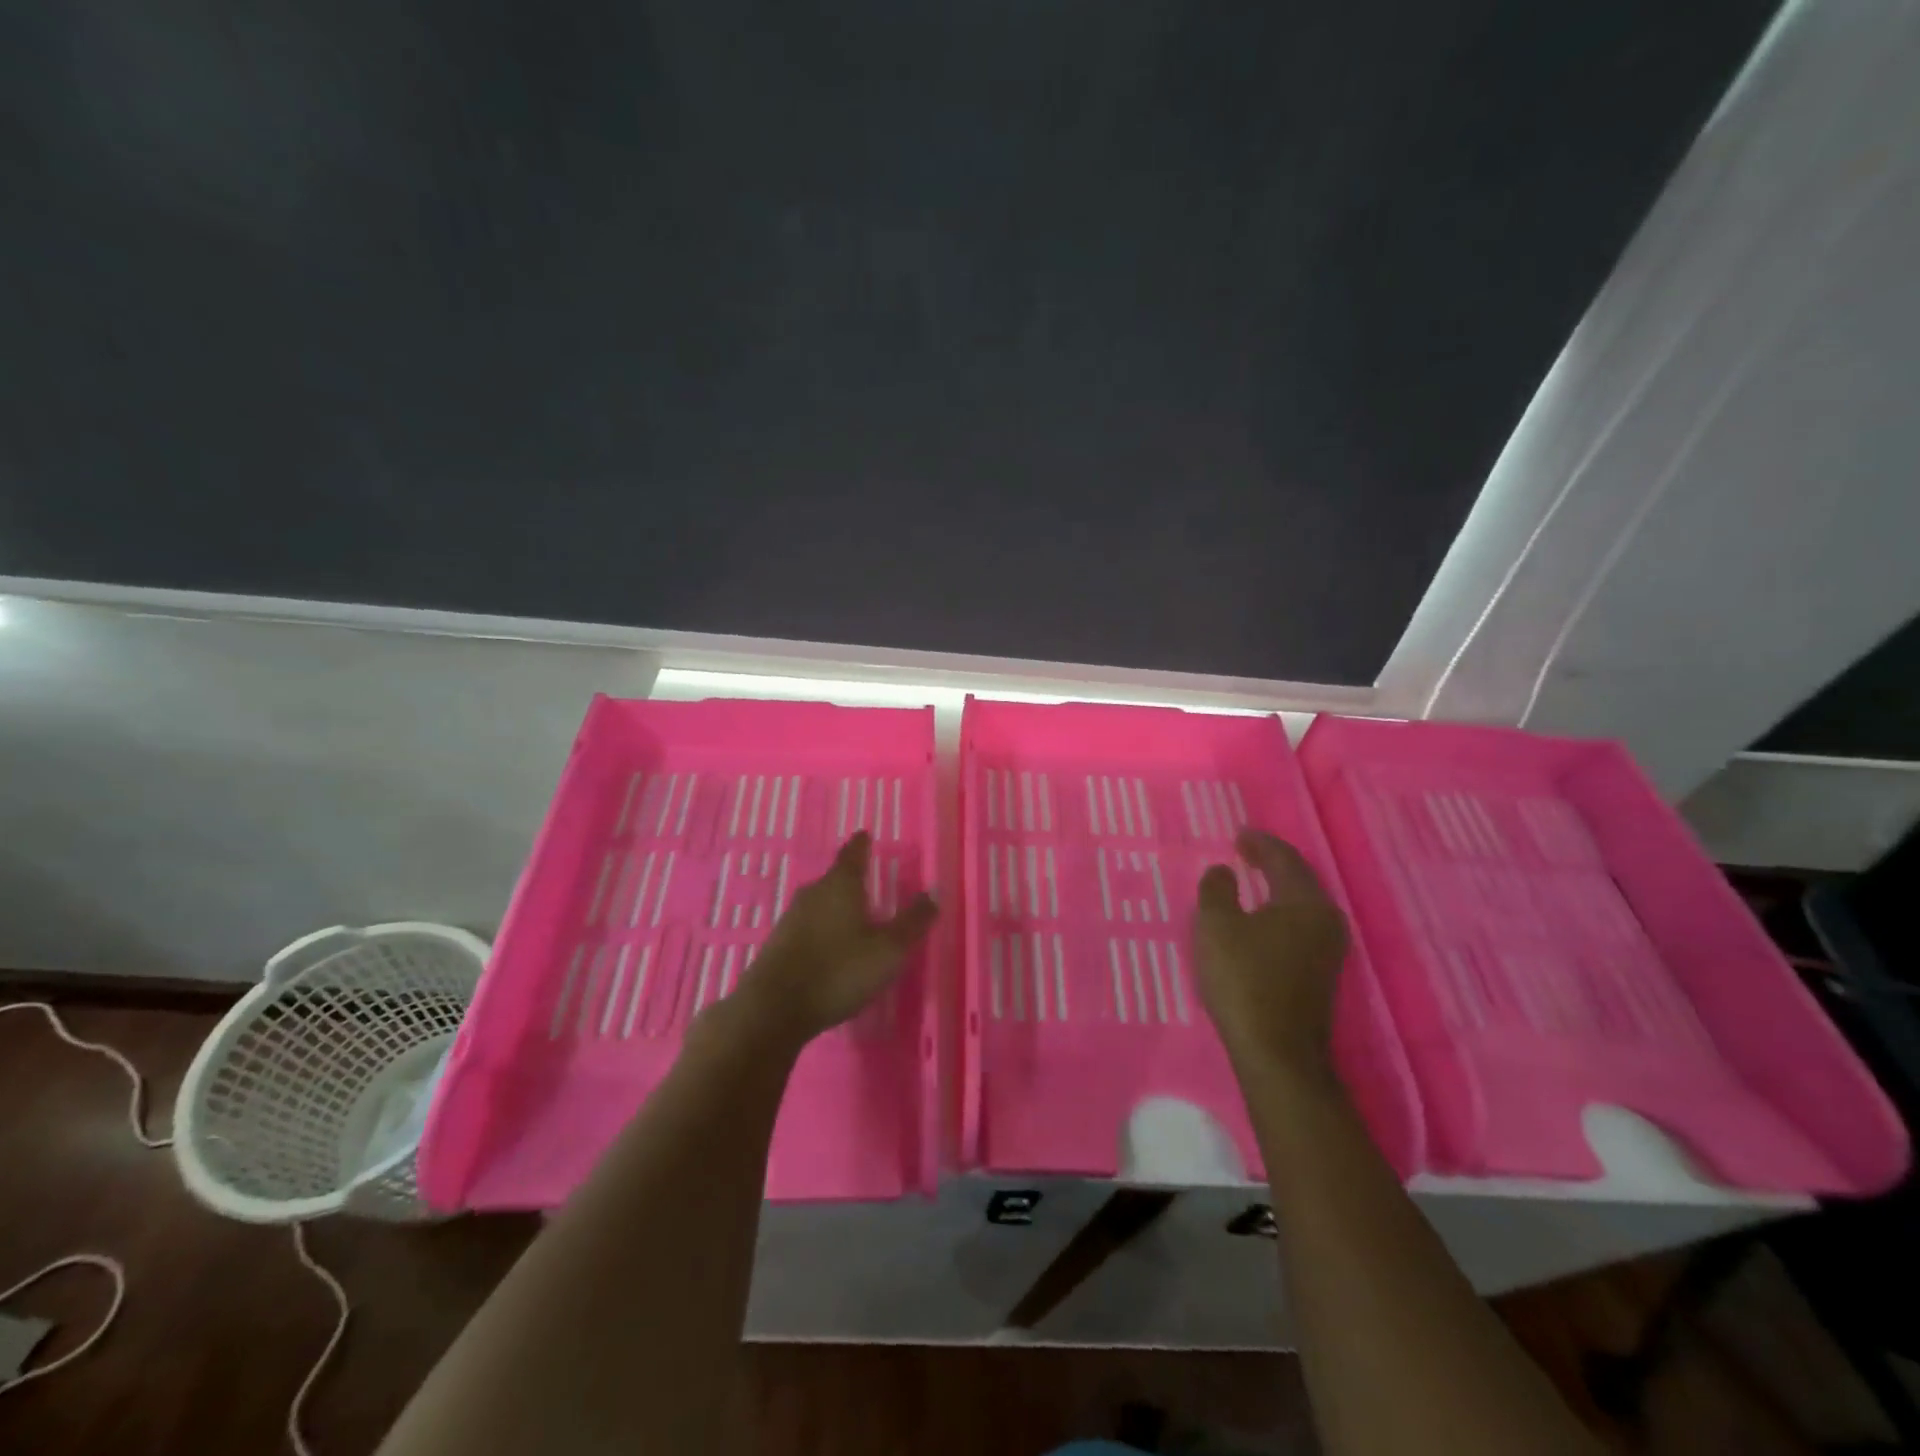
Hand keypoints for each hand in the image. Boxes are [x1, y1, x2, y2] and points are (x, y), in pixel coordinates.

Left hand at [730, 832, 937, 1044]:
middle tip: (869, 881)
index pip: (854, 854)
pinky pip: (808, 927)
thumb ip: (913, 922)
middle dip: (852, 879)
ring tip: (854, 915)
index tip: (866, 834)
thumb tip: (933, 893)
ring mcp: (791, 919)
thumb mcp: (888, 950)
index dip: (862, 844)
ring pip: (820, 903)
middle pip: (836, 878)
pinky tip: (831, 947)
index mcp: (841, 886)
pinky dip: (823, 929)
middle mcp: (813, 894)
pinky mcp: (779, 945)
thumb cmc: (838, 971)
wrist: (773, 1009)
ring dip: (837, 906)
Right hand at [1195, 829, 1348, 1079]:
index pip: (1285, 859)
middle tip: (1245, 850)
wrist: (1277, 1052)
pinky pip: (1300, 926)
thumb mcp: (1216, 926)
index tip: (1239, 834)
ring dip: (1277, 887)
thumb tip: (1223, 871)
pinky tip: (1262, 918)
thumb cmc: (1244, 980)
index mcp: (1305, 902)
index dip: (1260, 843)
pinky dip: (1280, 911)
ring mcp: (1328, 950)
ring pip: (1302, 904)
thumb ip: (1217, 890)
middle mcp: (1326, 920)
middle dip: (1272, 862)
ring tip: (1252, 878)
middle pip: (1299, 879)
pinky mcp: (1320, 974)